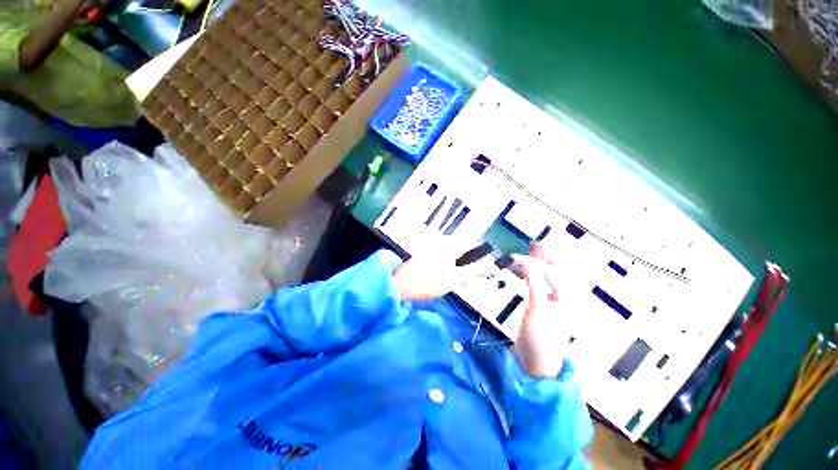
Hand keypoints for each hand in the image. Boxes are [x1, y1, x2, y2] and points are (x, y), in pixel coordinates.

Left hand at [393, 243, 499, 302]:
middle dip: (471, 262)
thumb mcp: (456, 277)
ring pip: (455, 253)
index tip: (488, 271)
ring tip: (458, 279)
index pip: (475, 244)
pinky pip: (445, 256)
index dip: (484, 257)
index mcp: (451, 242)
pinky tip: (446, 277)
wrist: (401, 286)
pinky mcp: (427, 253)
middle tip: (470, 277)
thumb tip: (497, 267)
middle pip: (465, 248)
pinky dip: (450, 265)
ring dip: (461, 265)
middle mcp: (443, 240)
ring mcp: (433, 246)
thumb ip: (477, 270)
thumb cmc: (430, 281)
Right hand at [512, 245, 564, 378]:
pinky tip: (525, 274)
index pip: (556, 272)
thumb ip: (534, 283)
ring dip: (537, 266)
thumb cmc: (541, 337)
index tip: (529, 249)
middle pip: (555, 272)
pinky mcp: (541, 308)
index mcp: (567, 299)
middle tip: (534, 246)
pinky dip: (531, 277)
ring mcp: (552, 303)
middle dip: (545, 258)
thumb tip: (528, 263)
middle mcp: (563, 299)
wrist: (536, 363)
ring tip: (528, 255)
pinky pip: (538, 286)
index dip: (542, 260)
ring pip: (546, 279)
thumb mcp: (538, 309)